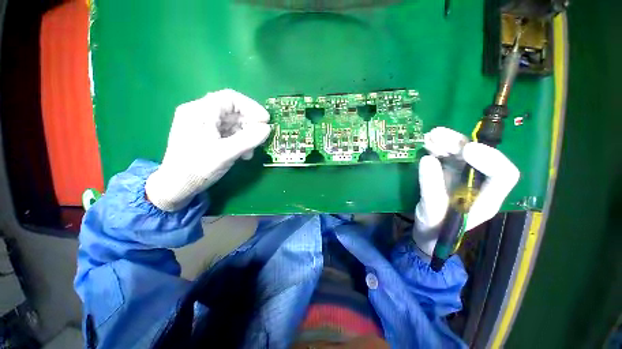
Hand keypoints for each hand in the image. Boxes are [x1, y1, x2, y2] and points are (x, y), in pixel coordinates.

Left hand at [145, 89, 270, 211]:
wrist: (176, 187)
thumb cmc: (197, 168)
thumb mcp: (226, 153)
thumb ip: (248, 139)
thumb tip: (267, 128)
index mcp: (200, 111)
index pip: (230, 98)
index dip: (251, 107)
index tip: (266, 121)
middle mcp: (200, 113)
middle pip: (232, 111)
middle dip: (250, 123)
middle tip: (261, 137)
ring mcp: (203, 125)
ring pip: (232, 122)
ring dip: (246, 134)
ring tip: (251, 150)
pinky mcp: (206, 136)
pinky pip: (227, 132)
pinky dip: (239, 140)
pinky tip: (243, 153)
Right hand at [413, 127, 519, 255]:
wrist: (428, 232)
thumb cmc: (435, 229)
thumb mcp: (431, 211)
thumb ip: (431, 187)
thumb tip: (427, 159)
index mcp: (486, 199)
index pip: (503, 175)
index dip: (491, 159)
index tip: (466, 150)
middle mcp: (479, 183)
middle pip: (479, 157)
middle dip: (459, 143)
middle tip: (437, 136)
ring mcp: (463, 177)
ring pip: (461, 152)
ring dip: (447, 141)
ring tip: (430, 136)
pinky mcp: (448, 173)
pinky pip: (446, 155)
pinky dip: (437, 147)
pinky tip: (427, 142)